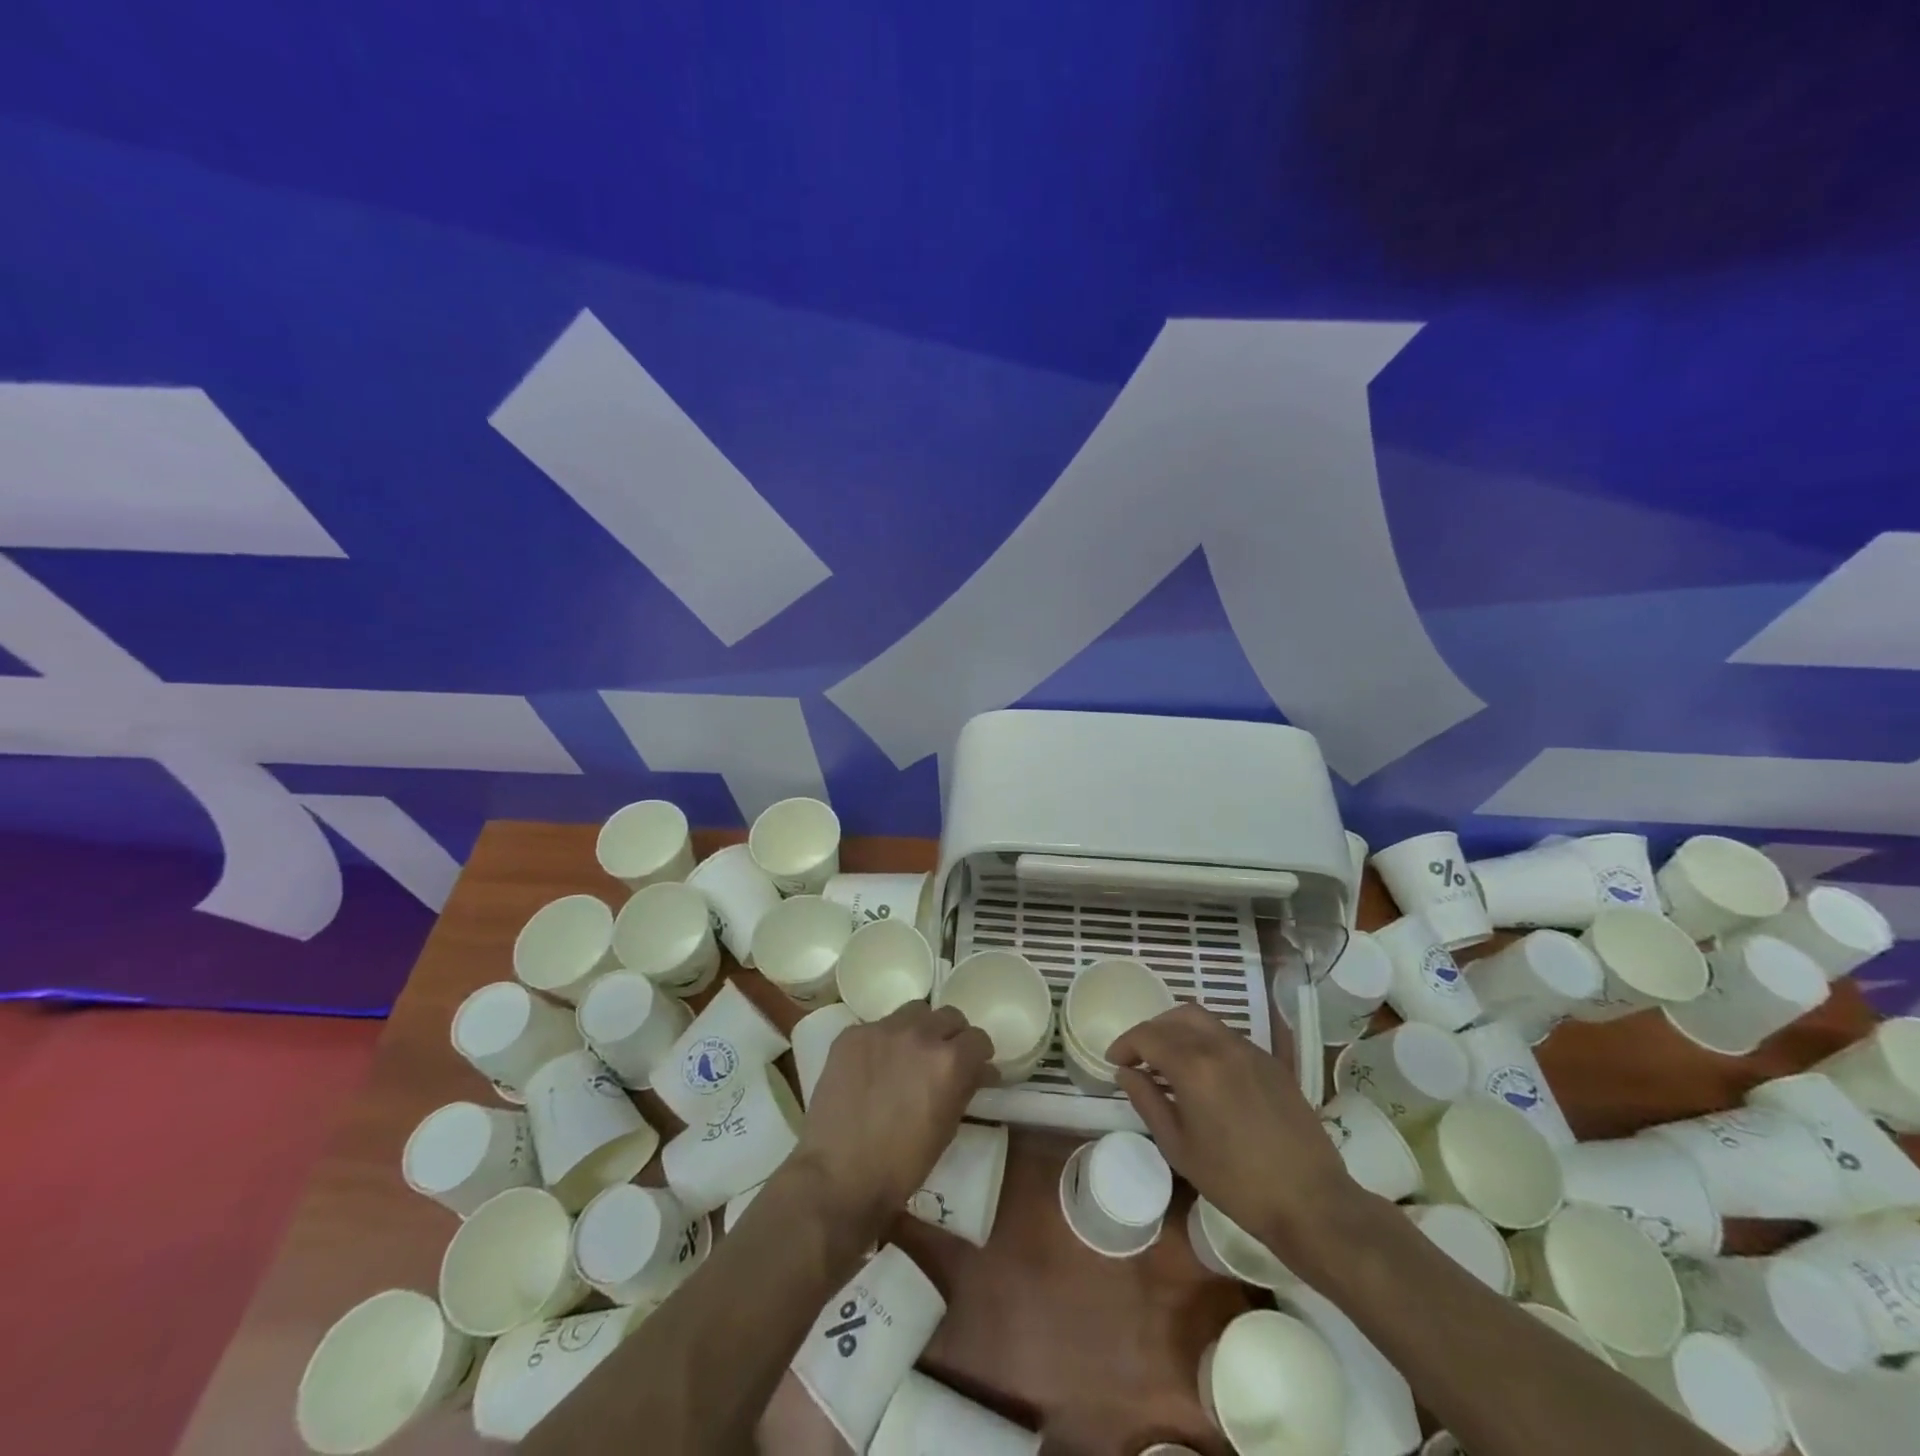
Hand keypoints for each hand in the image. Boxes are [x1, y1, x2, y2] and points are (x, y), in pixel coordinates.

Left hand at [795, 1002, 993, 1229]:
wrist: (837, 1176)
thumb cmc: (900, 1165)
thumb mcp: (946, 1130)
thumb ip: (965, 1088)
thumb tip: (980, 1070)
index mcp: (948, 1061)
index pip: (978, 1038)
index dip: (979, 1054)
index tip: (975, 1067)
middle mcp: (919, 1034)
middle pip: (949, 1016)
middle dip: (953, 1036)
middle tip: (943, 1059)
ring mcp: (882, 1030)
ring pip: (914, 1011)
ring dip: (920, 1028)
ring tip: (909, 1055)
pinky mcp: (852, 1034)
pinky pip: (878, 1026)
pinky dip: (885, 1041)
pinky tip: (875, 1066)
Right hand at [1107, 1004, 1360, 1265]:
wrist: (1311, 1201)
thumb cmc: (1236, 1182)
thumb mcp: (1179, 1147)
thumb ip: (1147, 1101)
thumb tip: (1126, 1073)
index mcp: (1194, 1065)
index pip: (1148, 1036)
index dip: (1125, 1044)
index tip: (1114, 1062)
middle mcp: (1221, 1045)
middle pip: (1176, 1016)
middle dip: (1152, 1030)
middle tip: (1140, 1057)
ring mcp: (1251, 1050)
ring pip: (1204, 1021)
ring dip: (1179, 1032)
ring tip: (1169, 1063)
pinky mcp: (1272, 1062)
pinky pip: (1228, 1037)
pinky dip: (1206, 1043)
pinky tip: (1205, 1075)